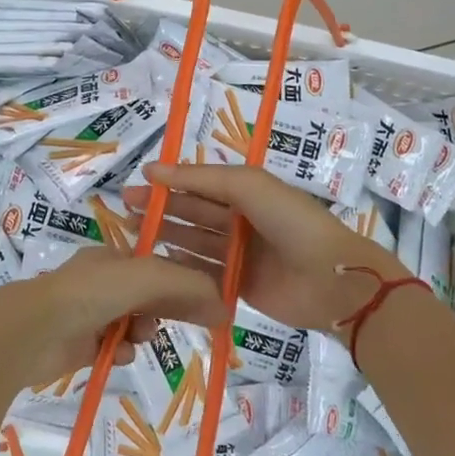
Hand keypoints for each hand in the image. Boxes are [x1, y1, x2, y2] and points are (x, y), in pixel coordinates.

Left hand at [0, 247, 226, 387]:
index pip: (161, 266)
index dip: (186, 283)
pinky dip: (122, 350)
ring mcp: (89, 312)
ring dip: (144, 331)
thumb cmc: (91, 293)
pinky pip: (115, 346)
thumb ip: (187, 286)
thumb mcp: (147, 277)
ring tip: (139, 337)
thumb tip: (225, 308)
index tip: (208, 304)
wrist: (33, 330)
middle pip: (150, 295)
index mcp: (115, 256)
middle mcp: (102, 281)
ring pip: (134, 322)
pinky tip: (119, 352)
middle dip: (168, 309)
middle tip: (194, 323)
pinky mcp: (80, 343)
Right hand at [126, 164, 409, 334]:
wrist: (330, 278)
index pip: (201, 183)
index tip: (137, 182)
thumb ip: (201, 178)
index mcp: (249, 191)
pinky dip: (183, 267)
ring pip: (196, 241)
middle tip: (125, 209)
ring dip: (167, 236)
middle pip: (195, 212)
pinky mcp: (240, 285)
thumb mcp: (248, 186)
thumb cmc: (290, 221)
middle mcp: (243, 220)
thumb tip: (153, 170)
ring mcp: (241, 254)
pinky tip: (157, 265)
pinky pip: (205, 273)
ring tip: (133, 234)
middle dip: (162, 208)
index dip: (170, 181)